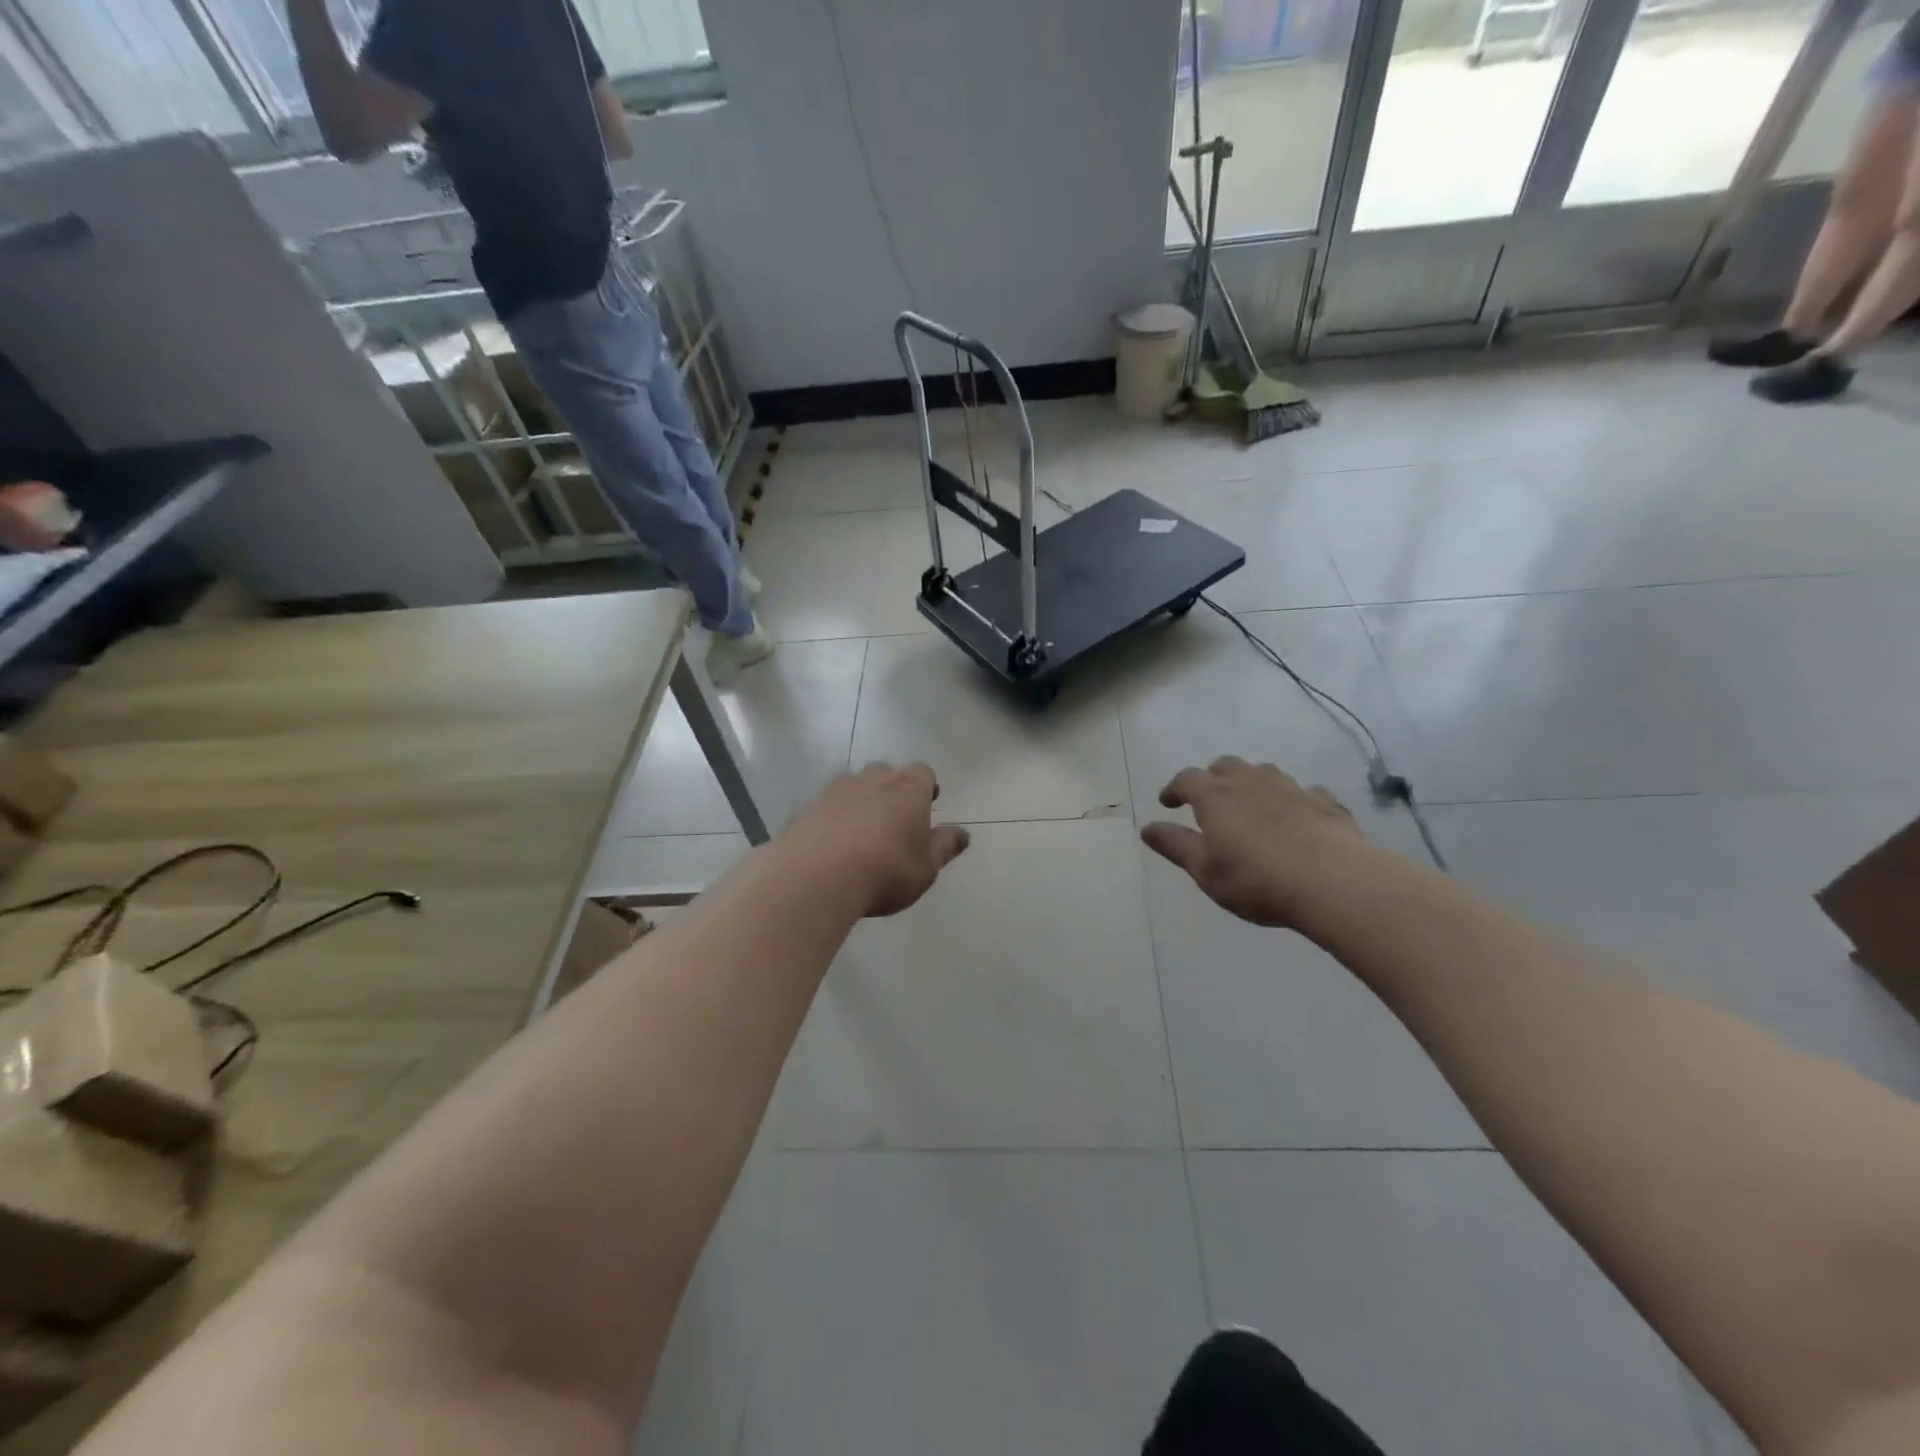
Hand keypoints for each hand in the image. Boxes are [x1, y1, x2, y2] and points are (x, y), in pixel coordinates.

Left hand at [787, 763, 969, 917]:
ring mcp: (835, 791)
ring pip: (853, 786)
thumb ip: (944, 847)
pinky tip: (833, 846)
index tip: (928, 804)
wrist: (816, 876)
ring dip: (860, 802)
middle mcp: (872, 780)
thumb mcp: (926, 867)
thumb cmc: (886, 870)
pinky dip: (833, 819)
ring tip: (862, 832)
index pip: (922, 772)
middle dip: (892, 790)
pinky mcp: (806, 809)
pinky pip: (826, 808)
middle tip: (895, 819)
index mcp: (908, 789)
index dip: (926, 786)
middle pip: (886, 773)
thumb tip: (963, 834)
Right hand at [1141, 757, 1375, 929]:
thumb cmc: (1257, 880)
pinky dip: (1291, 799)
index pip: (1187, 779)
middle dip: (1212, 778)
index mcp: (1216, 796)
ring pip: (1264, 772)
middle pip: (1225, 766)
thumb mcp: (1205, 870)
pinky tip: (1296, 816)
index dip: (1174, 788)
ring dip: (1251, 782)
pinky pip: (1303, 791)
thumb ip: (1175, 846)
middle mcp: (1250, 782)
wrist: (1334, 883)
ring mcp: (1291, 788)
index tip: (1167, 803)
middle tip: (1208, 799)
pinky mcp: (1325, 802)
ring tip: (1250, 804)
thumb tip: (1146, 828)